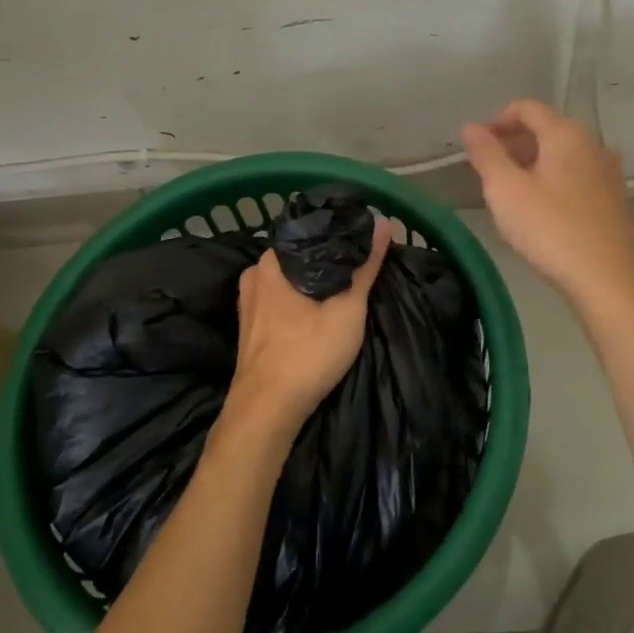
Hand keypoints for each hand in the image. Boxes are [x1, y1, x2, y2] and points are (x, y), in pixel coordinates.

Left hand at [226, 218, 393, 441]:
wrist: (267, 410)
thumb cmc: (309, 352)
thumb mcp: (348, 308)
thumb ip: (366, 265)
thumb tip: (384, 222)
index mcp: (272, 261)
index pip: (311, 232)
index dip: (339, 234)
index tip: (364, 239)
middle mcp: (255, 274)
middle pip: (300, 256)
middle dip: (328, 260)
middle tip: (360, 264)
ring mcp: (249, 302)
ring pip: (289, 280)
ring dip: (314, 282)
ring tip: (345, 285)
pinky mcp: (250, 327)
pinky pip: (280, 301)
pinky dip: (300, 301)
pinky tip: (319, 310)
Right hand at [463, 99, 633, 303]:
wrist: (604, 279)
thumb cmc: (549, 229)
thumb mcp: (505, 190)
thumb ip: (486, 154)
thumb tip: (471, 127)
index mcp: (566, 134)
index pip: (527, 108)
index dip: (497, 120)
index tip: (478, 145)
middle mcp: (592, 144)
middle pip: (547, 129)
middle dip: (514, 143)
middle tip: (489, 171)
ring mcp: (608, 172)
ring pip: (563, 155)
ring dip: (534, 163)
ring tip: (512, 191)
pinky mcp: (614, 200)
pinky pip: (577, 176)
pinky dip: (554, 180)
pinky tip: (542, 209)